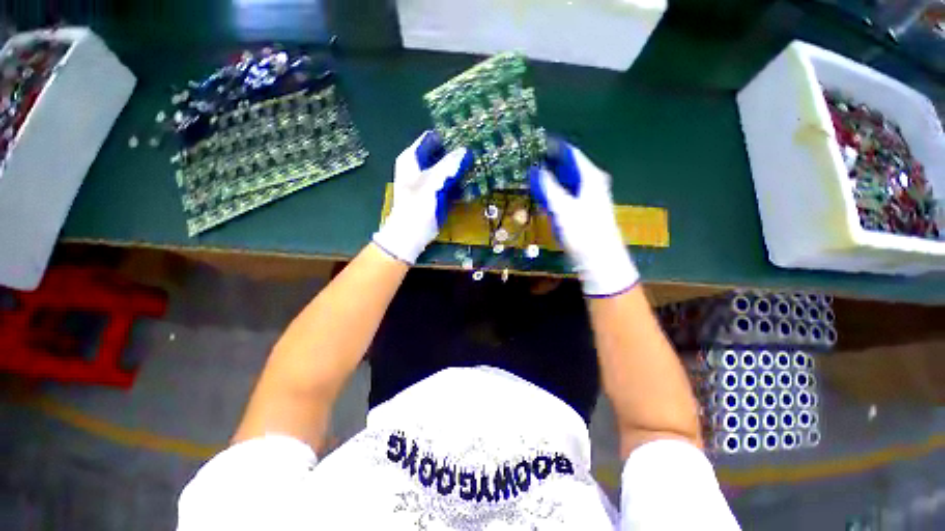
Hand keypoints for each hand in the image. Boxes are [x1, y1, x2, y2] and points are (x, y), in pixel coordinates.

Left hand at [373, 131, 473, 263]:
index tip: (468, 136)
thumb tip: (465, 150)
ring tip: (479, 164)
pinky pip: (450, 182)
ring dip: (461, 168)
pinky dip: (459, 181)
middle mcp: (419, 166)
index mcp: (412, 158)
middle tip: (478, 151)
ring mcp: (428, 180)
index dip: (449, 136)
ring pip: (447, 168)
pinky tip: (473, 181)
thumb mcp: (432, 183)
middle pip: (441, 153)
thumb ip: (448, 165)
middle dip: (458, 153)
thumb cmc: (416, 207)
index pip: (432, 138)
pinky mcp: (436, 193)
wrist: (411, 235)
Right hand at [528, 140, 638, 296]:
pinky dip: (556, 191)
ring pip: (568, 181)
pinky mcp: (585, 209)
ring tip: (534, 177)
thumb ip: (548, 187)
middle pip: (570, 167)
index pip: (572, 154)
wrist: (599, 258)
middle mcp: (592, 182)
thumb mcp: (562, 207)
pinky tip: (545, 195)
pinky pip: (568, 193)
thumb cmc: (582, 231)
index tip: (537, 144)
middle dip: (551, 163)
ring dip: (552, 179)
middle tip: (531, 162)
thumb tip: (536, 169)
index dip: (555, 148)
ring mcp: (590, 196)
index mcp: (591, 177)